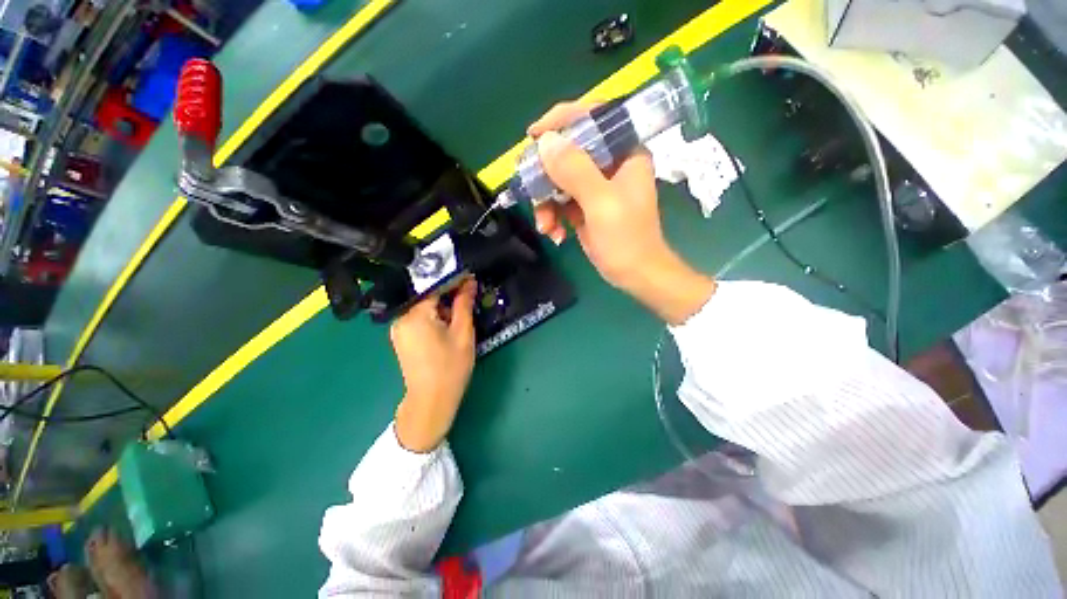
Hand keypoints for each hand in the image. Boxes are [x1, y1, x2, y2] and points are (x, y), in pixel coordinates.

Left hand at [391, 279, 476, 452]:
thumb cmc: (450, 367)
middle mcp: (401, 318)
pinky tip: (446, 328)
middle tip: (468, 299)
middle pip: (427, 296)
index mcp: (415, 315)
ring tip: (458, 318)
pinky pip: (419, 318)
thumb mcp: (463, 333)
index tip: (470, 277)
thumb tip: (469, 282)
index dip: (453, 279)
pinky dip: (434, 317)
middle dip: (448, 295)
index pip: (434, 285)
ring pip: (424, 307)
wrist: (432, 400)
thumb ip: (464, 304)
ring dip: (442, 307)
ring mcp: (399, 328)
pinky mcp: (401, 338)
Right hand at [529, 102, 715, 324]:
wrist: (634, 275)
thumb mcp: (601, 204)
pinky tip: (554, 234)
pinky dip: (552, 216)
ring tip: (545, 226)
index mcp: (624, 151)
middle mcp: (609, 163)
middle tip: (530, 191)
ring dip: (546, 203)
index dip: (562, 121)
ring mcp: (595, 185)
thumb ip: (576, 171)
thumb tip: (545, 141)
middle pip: (568, 151)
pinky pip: (560, 200)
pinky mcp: (585, 205)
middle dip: (546, 176)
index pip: (593, 117)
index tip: (534, 136)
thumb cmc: (626, 239)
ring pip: (559, 179)